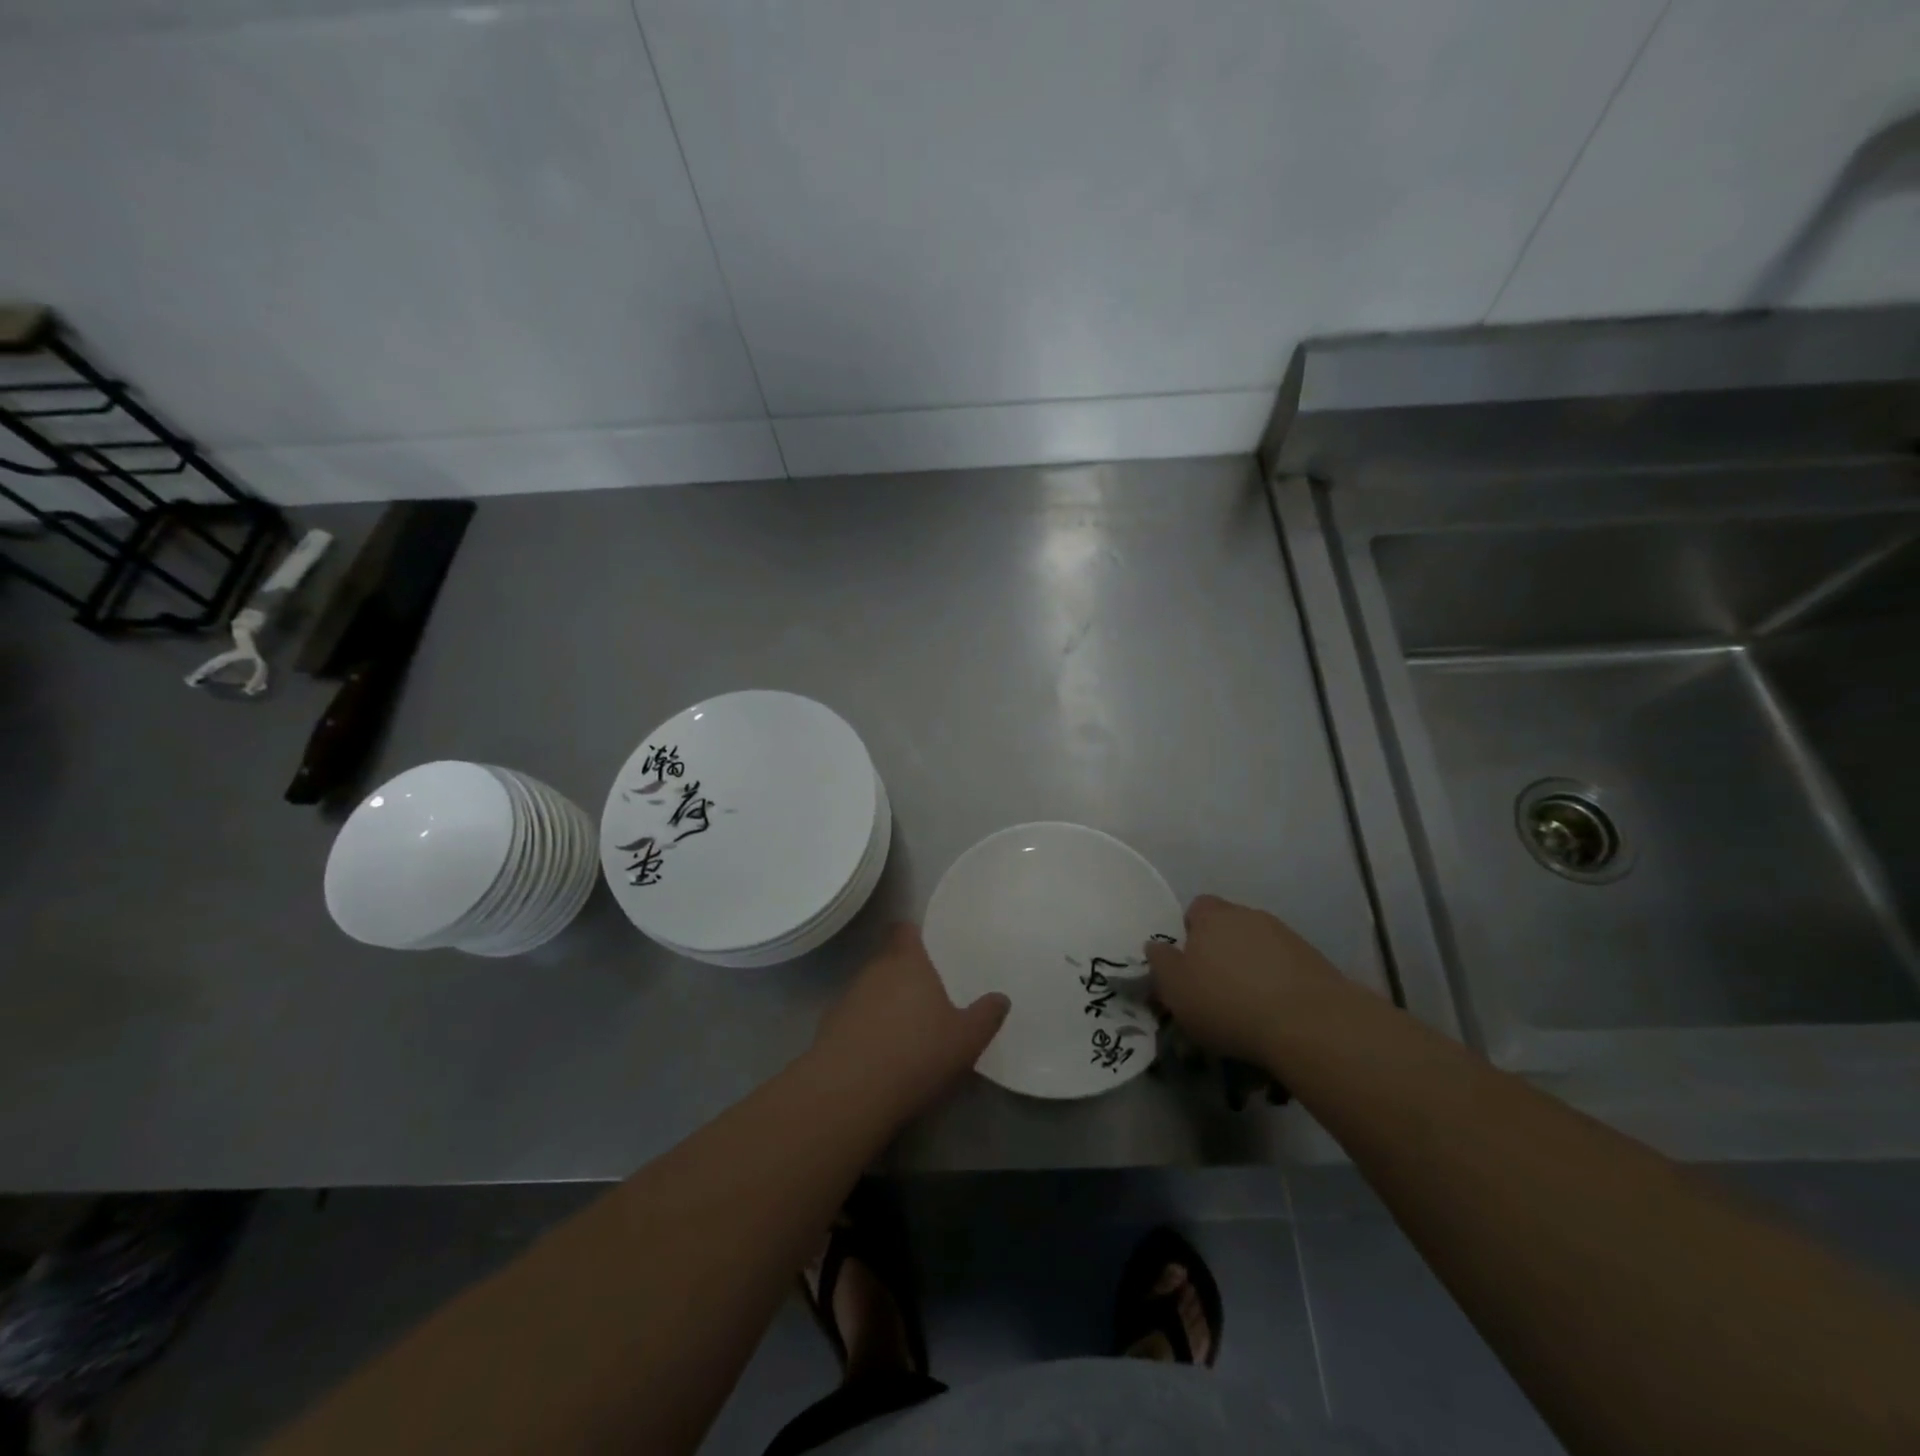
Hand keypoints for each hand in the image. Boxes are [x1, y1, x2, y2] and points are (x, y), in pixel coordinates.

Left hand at [813, 924, 1009, 1111]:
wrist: (848, 1092)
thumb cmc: (915, 1053)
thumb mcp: (965, 1039)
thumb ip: (985, 1015)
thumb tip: (1001, 998)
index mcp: (907, 962)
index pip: (904, 929)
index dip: (914, 935)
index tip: (928, 948)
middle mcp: (874, 970)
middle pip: (888, 960)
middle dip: (904, 974)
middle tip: (927, 996)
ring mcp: (847, 997)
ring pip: (870, 989)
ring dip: (884, 1003)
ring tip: (905, 1030)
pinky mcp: (829, 1027)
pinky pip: (854, 1017)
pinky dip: (866, 1028)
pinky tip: (879, 1055)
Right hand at [1145, 894, 1343, 1066]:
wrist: (1309, 1024)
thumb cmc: (1227, 1002)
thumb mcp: (1175, 989)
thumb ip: (1161, 963)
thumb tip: (1155, 945)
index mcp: (1213, 915)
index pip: (1196, 908)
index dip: (1189, 933)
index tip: (1187, 965)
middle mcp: (1250, 916)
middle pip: (1229, 927)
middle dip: (1221, 951)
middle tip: (1214, 989)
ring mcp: (1287, 937)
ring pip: (1259, 948)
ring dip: (1251, 968)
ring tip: (1248, 1008)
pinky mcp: (1316, 962)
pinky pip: (1286, 968)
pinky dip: (1278, 985)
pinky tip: (1276, 1015)